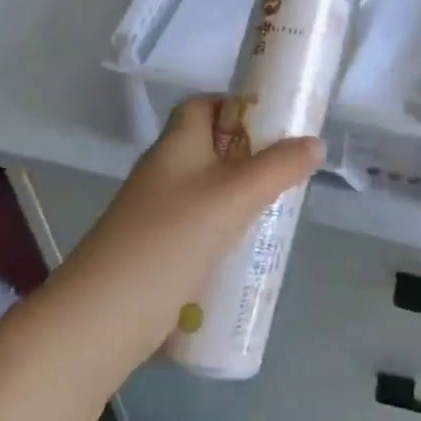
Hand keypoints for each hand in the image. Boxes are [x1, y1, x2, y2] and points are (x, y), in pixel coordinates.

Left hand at [57, 98, 323, 362]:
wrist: (105, 315)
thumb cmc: (171, 238)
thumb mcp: (235, 195)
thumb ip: (279, 167)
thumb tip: (316, 143)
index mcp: (176, 146)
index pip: (202, 106)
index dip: (237, 106)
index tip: (276, 121)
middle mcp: (165, 173)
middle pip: (212, 148)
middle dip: (252, 154)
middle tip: (290, 167)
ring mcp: (160, 213)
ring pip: (211, 190)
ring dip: (244, 194)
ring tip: (282, 206)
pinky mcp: (161, 249)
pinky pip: (203, 226)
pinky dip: (229, 229)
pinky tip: (253, 246)